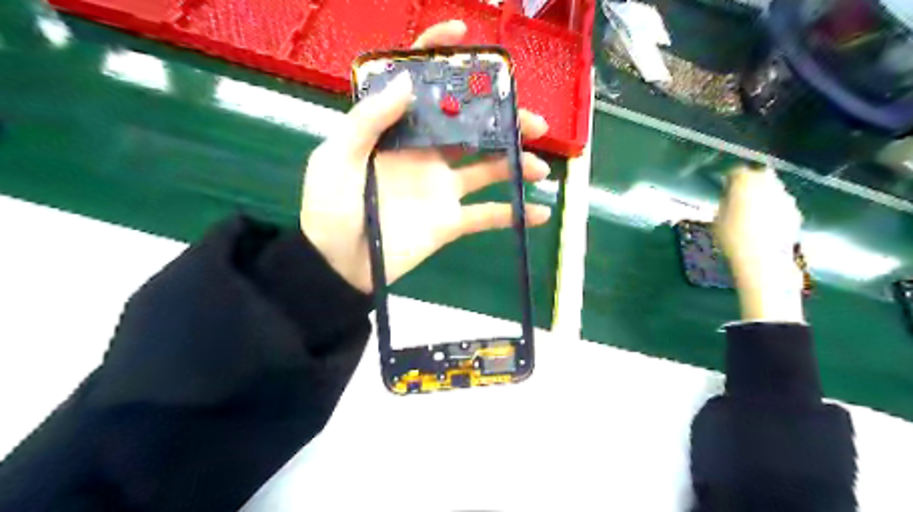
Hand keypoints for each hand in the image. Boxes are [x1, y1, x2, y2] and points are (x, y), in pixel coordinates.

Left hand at [301, 19, 552, 291]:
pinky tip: (539, 213)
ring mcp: (441, 188)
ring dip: (517, 164)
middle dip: (503, 119)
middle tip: (532, 121)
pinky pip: (487, 216)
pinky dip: (515, 215)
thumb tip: (405, 82)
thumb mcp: (335, 158)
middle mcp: (425, 154)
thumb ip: (367, 120)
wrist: (340, 264)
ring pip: (487, 168)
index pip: (420, 86)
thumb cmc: (330, 208)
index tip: (465, 35)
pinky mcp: (450, 220)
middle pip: (470, 127)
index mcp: (396, 133)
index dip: (439, 56)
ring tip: (538, 167)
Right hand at [713, 166, 803, 321]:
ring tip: (752, 211)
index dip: (729, 179)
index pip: (737, 172)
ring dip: (764, 196)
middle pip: (760, 176)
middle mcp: (769, 184)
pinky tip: (764, 224)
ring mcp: (785, 198)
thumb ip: (725, 204)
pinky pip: (781, 205)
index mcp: (745, 182)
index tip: (724, 187)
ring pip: (773, 190)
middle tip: (740, 195)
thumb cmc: (732, 238)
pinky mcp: (795, 213)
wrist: (762, 259)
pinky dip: (774, 210)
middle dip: (751, 183)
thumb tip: (730, 199)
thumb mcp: (717, 219)